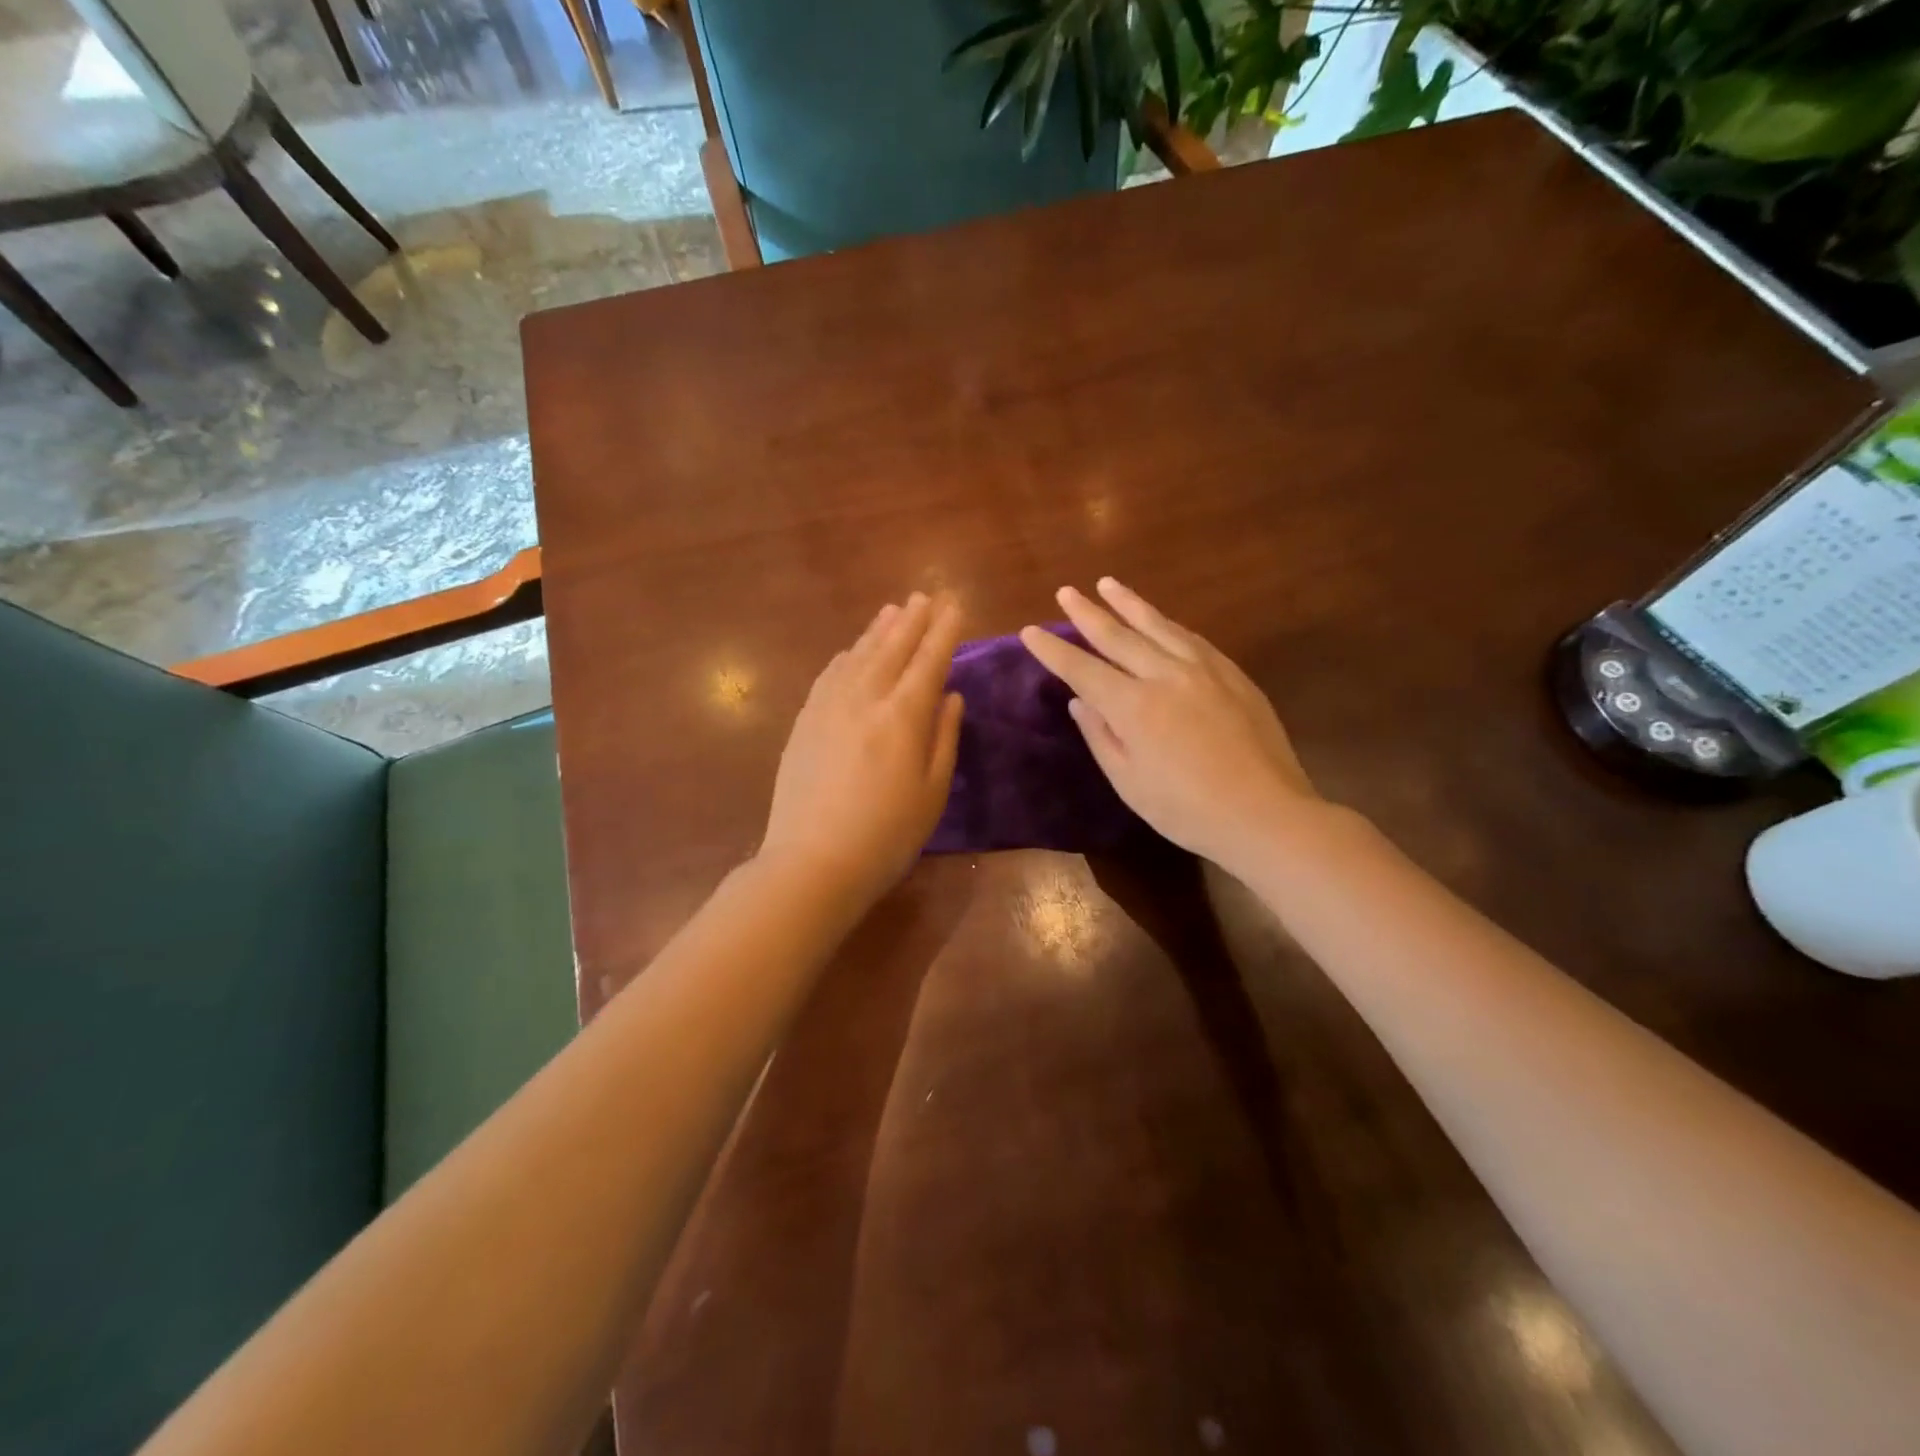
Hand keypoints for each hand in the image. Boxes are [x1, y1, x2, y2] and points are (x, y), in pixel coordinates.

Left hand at [761, 593, 964, 905]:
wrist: (812, 861)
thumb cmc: (887, 835)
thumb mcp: (932, 792)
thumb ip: (944, 737)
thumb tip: (949, 695)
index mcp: (903, 716)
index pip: (929, 661)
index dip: (944, 631)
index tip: (955, 606)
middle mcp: (865, 699)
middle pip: (893, 649)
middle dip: (913, 620)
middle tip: (926, 595)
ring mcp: (828, 707)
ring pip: (859, 656)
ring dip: (879, 630)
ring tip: (894, 609)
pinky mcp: (805, 721)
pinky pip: (829, 675)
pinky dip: (847, 656)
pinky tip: (853, 650)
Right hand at [1020, 579, 1319, 873]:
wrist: (1264, 813)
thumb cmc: (1186, 810)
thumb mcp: (1129, 782)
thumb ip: (1101, 736)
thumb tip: (1080, 702)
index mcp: (1133, 706)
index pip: (1081, 669)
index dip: (1053, 649)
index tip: (1030, 631)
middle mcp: (1164, 676)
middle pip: (1117, 636)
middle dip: (1087, 613)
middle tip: (1065, 591)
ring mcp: (1202, 669)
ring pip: (1157, 626)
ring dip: (1128, 603)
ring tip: (1107, 583)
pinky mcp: (1231, 674)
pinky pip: (1191, 637)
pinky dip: (1167, 623)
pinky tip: (1159, 618)